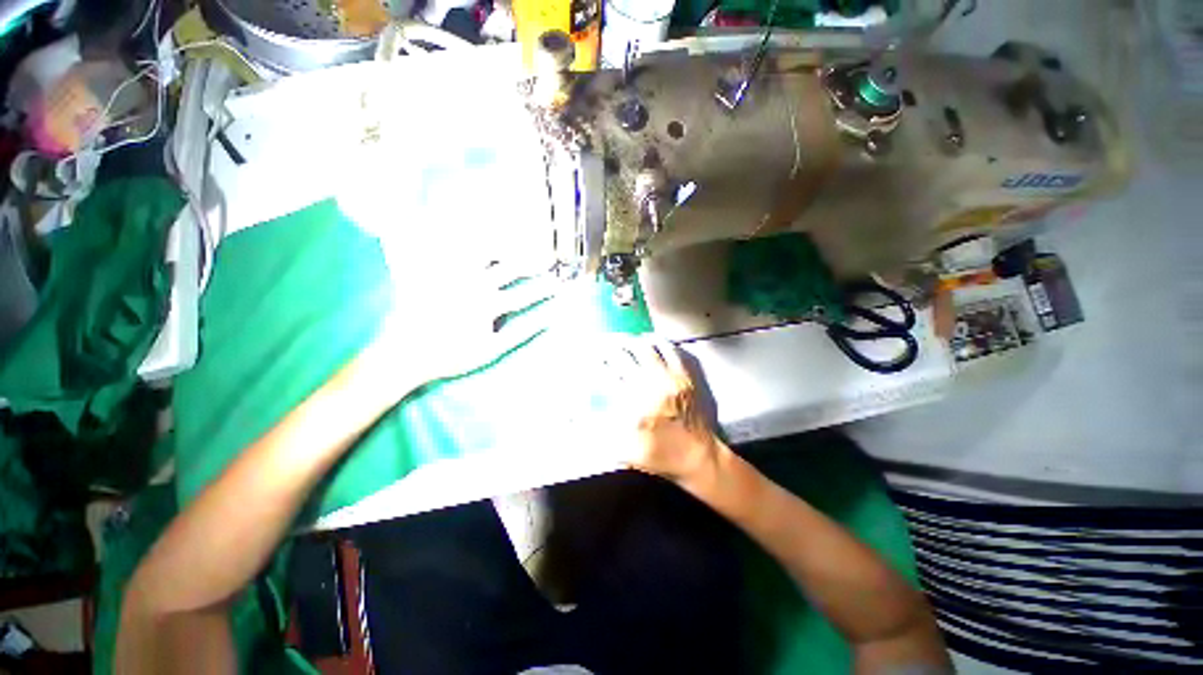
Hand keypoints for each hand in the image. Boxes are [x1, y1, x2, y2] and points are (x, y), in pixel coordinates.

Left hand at [367, 238, 559, 395]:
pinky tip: (474, 233)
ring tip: (516, 243)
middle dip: (532, 262)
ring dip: (504, 246)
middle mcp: (473, 284)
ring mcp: (453, 275)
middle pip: (510, 267)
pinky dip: (463, 238)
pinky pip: (448, 248)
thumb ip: (522, 333)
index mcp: (488, 304)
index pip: (526, 294)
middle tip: (545, 259)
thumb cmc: (451, 356)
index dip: (545, 289)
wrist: (404, 354)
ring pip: (483, 251)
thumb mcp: (491, 350)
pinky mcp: (433, 271)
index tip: (559, 284)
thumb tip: (549, 320)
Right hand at [604, 337, 724, 488]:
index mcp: (634, 403)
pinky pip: (672, 349)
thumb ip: (596, 431)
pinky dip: (659, 341)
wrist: (699, 457)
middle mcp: (652, 384)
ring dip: (634, 340)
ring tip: (625, 339)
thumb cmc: (660, 455)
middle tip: (604, 343)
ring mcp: (672, 377)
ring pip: (650, 346)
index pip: (608, 373)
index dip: (595, 363)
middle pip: (627, 354)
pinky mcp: (688, 375)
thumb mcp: (622, 450)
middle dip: (611, 346)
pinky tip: (652, 341)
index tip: (590, 359)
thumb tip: (575, 414)